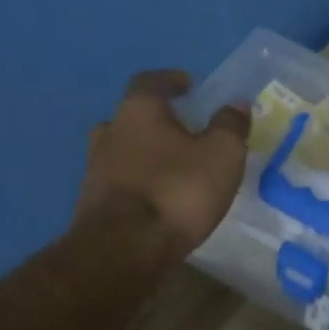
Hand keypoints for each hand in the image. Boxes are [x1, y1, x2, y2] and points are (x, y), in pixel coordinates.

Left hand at [75, 70, 249, 257]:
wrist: (125, 249)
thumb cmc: (178, 191)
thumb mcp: (222, 155)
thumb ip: (230, 126)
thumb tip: (236, 104)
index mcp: (138, 111)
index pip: (151, 81)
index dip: (172, 80)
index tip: (190, 86)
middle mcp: (110, 131)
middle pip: (133, 116)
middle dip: (158, 120)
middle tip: (184, 131)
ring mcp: (95, 168)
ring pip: (122, 149)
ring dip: (145, 153)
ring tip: (172, 167)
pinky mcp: (92, 202)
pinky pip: (119, 181)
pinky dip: (138, 182)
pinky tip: (156, 197)